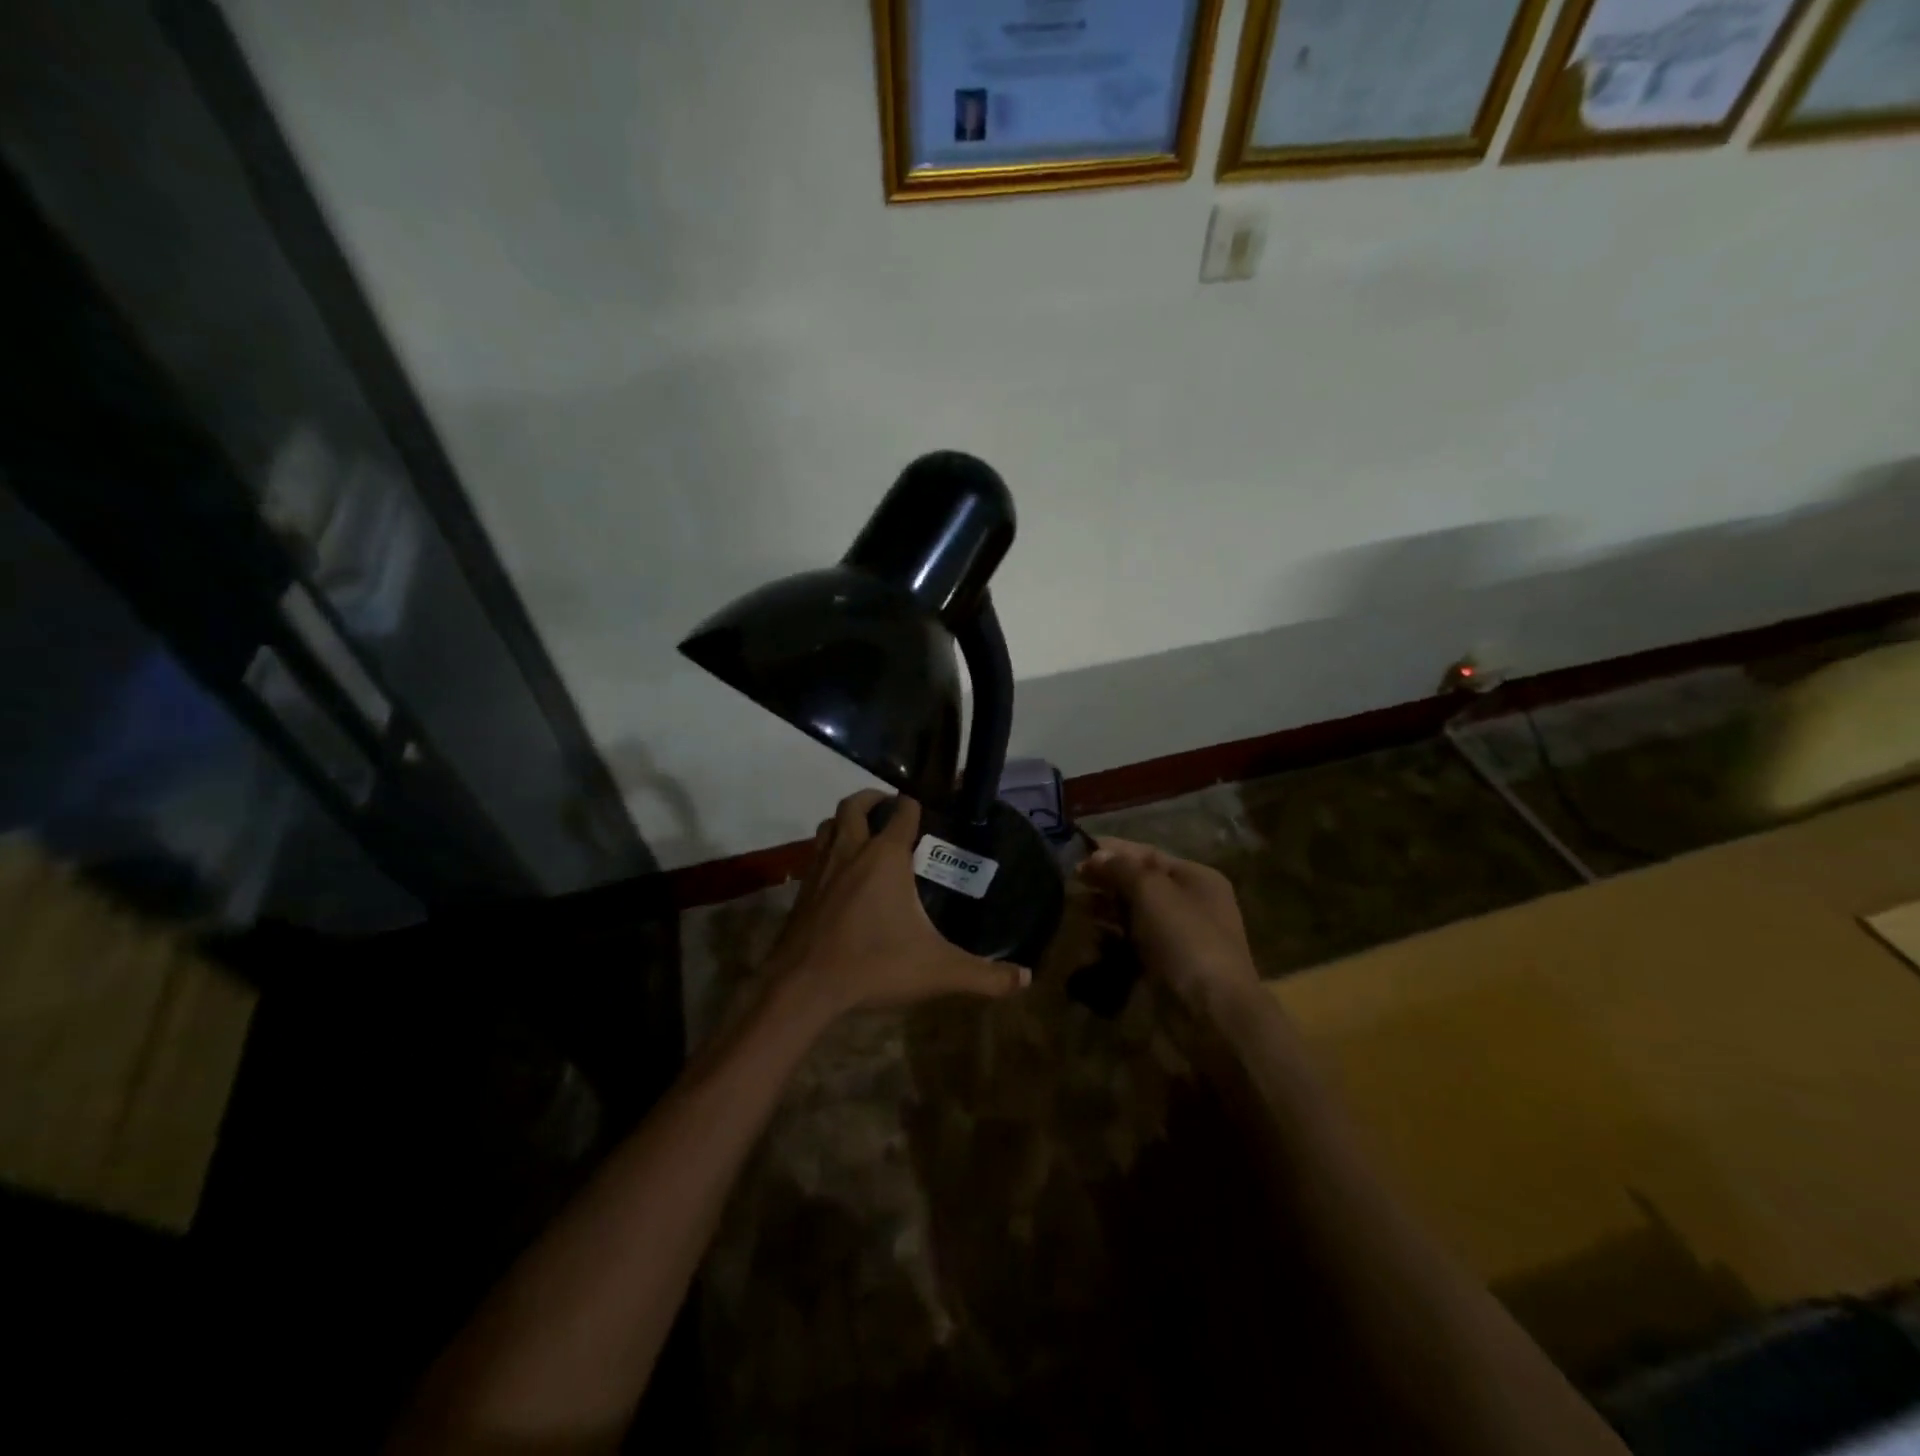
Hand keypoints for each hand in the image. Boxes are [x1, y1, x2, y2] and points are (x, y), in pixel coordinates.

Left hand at [769, 791, 1029, 1020]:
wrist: (803, 987)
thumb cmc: (874, 965)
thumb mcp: (937, 971)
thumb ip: (983, 975)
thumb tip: (1025, 979)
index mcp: (884, 857)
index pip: (902, 811)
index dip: (915, 803)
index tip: (926, 805)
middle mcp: (850, 852)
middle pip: (854, 805)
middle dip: (872, 798)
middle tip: (889, 808)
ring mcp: (821, 869)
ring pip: (829, 826)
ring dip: (846, 821)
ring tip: (864, 834)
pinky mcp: (802, 891)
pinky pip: (816, 855)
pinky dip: (829, 851)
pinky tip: (841, 876)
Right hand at [1078, 838, 1261, 1012]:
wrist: (1211, 1011)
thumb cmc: (1184, 939)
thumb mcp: (1151, 891)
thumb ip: (1122, 868)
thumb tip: (1098, 855)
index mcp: (1196, 878)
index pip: (1148, 854)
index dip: (1112, 850)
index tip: (1076, 852)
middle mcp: (1191, 903)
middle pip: (1141, 883)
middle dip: (1107, 880)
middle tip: (1072, 881)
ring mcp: (1180, 937)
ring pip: (1136, 913)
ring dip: (1107, 908)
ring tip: (1077, 907)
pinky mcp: (1167, 966)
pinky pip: (1135, 942)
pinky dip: (1114, 936)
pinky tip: (1093, 937)